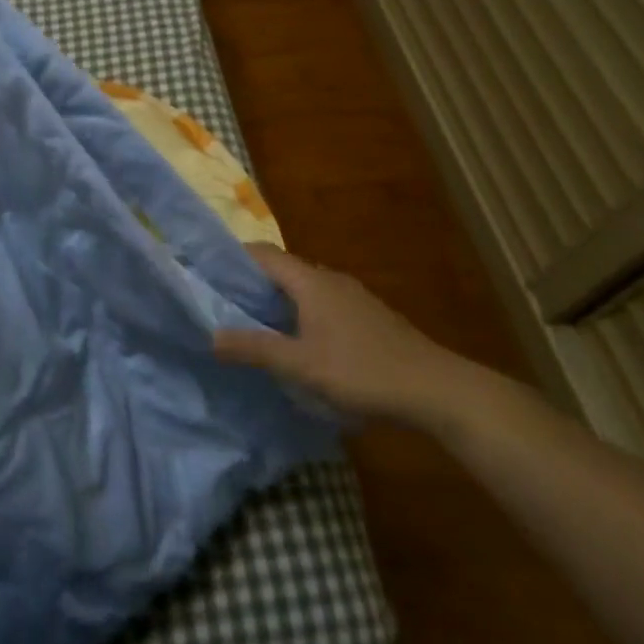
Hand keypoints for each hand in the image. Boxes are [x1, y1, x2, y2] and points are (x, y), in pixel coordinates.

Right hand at [213, 245, 478, 427]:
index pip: (262, 253)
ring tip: (250, 323)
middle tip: (220, 302)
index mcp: (310, 281)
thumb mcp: (302, 364)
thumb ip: (255, 348)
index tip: (206, 272)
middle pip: (281, 269)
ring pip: (301, 288)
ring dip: (275, 300)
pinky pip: (320, 303)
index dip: (232, 258)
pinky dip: (298, 313)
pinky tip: (296, 342)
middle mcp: (329, 279)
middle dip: (249, 282)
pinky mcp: (367, 317)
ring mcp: (351, 296)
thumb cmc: (364, 371)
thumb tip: (210, 335)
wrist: (437, 390)